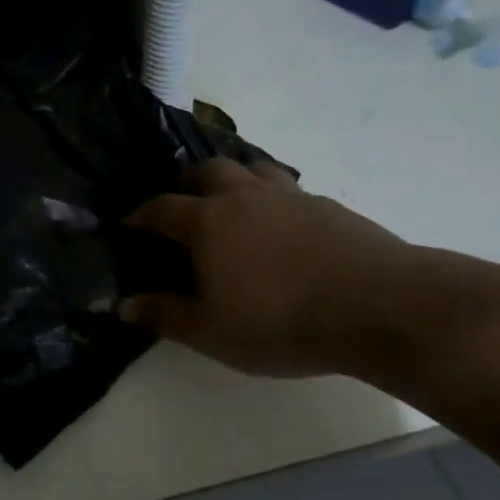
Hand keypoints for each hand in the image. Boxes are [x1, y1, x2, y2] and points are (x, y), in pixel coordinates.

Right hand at [120, 158, 407, 376]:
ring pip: (253, 169)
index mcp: (208, 222)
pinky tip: (284, 224)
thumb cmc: (279, 320)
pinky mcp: (329, 205)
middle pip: (208, 171)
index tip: (130, 223)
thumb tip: (123, 304)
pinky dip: (275, 198)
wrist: (376, 306)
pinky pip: (290, 189)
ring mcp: (290, 196)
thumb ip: (164, 314)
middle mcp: (244, 196)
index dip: (141, 215)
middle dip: (188, 182)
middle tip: (185, 202)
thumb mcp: (210, 331)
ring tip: (235, 202)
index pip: (162, 208)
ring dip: (236, 178)